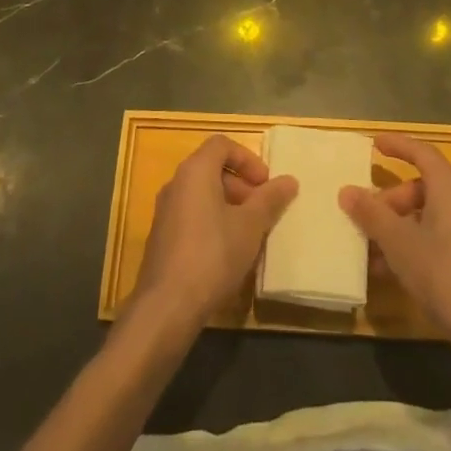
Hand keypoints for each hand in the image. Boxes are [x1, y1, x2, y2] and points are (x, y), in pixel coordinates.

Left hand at [132, 136, 298, 334]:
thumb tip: (289, 180)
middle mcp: (175, 184)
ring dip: (228, 205)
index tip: (265, 183)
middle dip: (241, 184)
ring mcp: (165, 211)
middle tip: (261, 209)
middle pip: (211, 168)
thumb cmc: (213, 255)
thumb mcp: (250, 226)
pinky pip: (191, 215)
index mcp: (195, 171)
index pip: (222, 145)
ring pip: (201, 194)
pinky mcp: (161, 237)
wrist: (167, 306)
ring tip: (249, 233)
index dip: (248, 159)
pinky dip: (212, 221)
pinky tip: (227, 252)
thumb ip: (270, 199)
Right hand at [341, 134, 450, 342]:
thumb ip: (372, 214)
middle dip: (391, 199)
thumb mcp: (399, 242)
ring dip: (397, 227)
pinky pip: (436, 238)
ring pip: (427, 216)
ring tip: (370, 249)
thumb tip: (346, 191)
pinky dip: (412, 245)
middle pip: (423, 187)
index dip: (398, 145)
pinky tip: (389, 271)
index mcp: (450, 190)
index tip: (374, 144)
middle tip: (367, 216)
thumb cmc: (443, 273)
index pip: (423, 153)